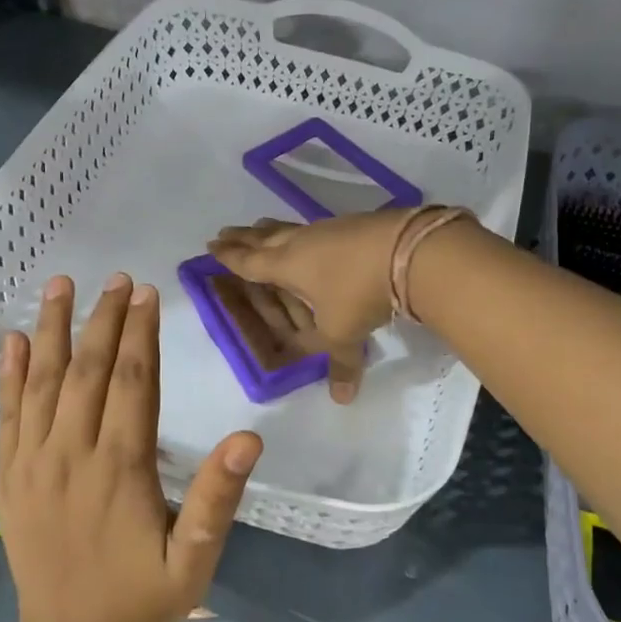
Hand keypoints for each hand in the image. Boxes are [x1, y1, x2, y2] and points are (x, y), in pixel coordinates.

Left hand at [0, 273, 261, 621]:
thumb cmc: (143, 600)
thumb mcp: (195, 559)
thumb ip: (218, 497)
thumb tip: (248, 437)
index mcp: (120, 468)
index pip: (132, 382)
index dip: (140, 333)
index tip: (146, 293)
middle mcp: (72, 454)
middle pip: (88, 371)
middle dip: (104, 320)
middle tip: (116, 278)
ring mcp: (33, 464)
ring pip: (42, 382)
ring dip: (51, 330)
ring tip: (59, 285)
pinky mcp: (10, 478)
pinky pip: (6, 416)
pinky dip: (9, 375)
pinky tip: (12, 341)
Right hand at [208, 212, 409, 401]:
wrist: (408, 250)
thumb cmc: (360, 292)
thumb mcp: (345, 332)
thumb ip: (341, 363)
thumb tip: (342, 398)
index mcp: (287, 265)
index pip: (250, 261)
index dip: (229, 256)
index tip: (211, 246)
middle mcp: (301, 242)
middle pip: (264, 237)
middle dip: (243, 236)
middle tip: (225, 232)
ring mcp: (328, 228)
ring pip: (290, 227)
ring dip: (272, 230)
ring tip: (262, 227)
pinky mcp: (353, 223)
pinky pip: (317, 227)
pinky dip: (305, 233)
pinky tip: (314, 236)